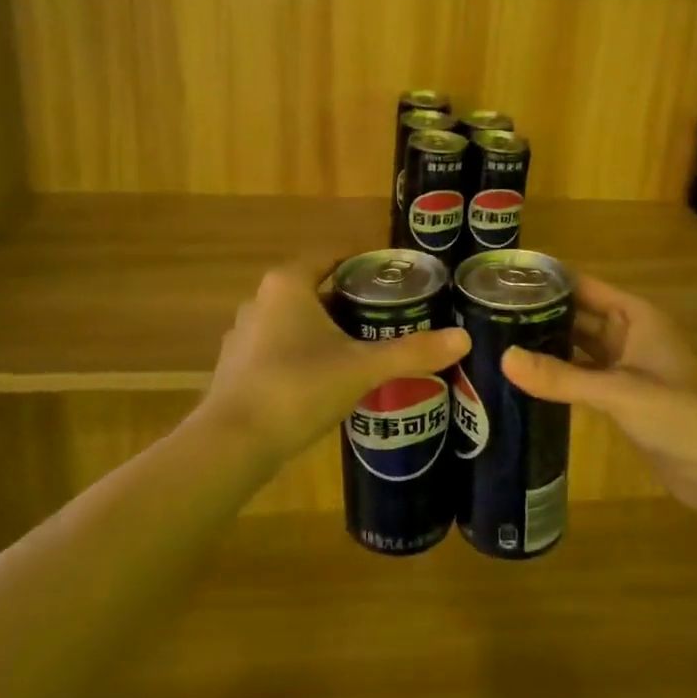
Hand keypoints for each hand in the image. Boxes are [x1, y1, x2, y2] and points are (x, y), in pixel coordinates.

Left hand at [196, 256, 470, 465]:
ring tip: (364, 345)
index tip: (394, 274)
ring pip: (296, 319)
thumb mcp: (362, 368)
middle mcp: (261, 300)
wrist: (233, 443)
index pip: (331, 254)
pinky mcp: (237, 366)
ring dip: (327, 328)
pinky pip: (280, 347)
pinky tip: (327, 378)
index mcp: (289, 284)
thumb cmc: (299, 387)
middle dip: (350, 299)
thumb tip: (463, 338)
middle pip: (315, 287)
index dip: (363, 259)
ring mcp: (244, 334)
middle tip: (388, 313)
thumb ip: (412, 352)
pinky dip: (305, 353)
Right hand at [503, 275, 696, 514]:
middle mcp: (629, 335)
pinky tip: (525, 380)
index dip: (547, 280)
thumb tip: (502, 358)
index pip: (583, 286)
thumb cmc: (680, 415)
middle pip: (577, 315)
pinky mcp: (622, 401)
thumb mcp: (619, 391)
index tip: (502, 280)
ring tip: (497, 342)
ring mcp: (626, 369)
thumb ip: (561, 376)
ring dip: (547, 346)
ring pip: (578, 348)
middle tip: (488, 314)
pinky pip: (583, 378)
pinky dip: (558, 377)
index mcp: (635, 316)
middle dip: (540, 314)